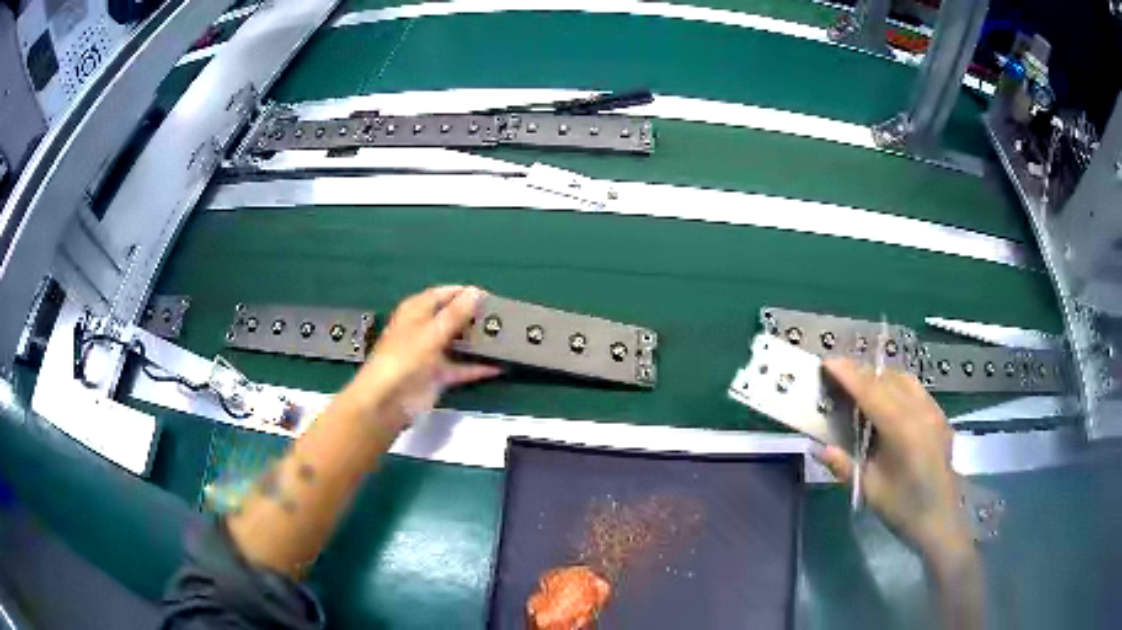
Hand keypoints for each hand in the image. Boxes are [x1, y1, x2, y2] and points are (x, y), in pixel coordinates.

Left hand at [343, 286, 500, 429]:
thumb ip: (456, 313)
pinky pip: (462, 367)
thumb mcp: (432, 332)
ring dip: (477, 342)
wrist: (388, 401)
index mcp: (416, 311)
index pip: (443, 294)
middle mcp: (424, 328)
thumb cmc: (405, 358)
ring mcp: (431, 353)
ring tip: (506, 338)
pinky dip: (477, 367)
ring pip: (458, 342)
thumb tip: (477, 292)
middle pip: (452, 318)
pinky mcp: (438, 375)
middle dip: (475, 318)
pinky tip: (499, 366)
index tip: (490, 297)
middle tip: (503, 318)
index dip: (464, 293)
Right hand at [814, 359, 971, 559]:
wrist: (941, 518)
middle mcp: (920, 411)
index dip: (848, 374)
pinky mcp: (939, 415)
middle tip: (837, 377)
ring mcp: (933, 410)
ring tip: (860, 387)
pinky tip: (887, 401)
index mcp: (902, 429)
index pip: (871, 391)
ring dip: (879, 377)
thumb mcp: (869, 490)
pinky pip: (915, 389)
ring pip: (903, 379)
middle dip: (860, 373)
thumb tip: (819, 447)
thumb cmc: (903, 508)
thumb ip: (844, 465)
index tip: (827, 362)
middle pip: (886, 379)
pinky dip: (896, 385)